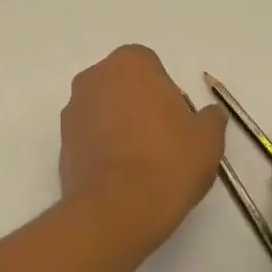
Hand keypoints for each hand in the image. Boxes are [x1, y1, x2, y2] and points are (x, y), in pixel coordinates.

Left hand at [60, 46, 226, 248]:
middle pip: (122, 86)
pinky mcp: (61, 143)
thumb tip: (210, 115)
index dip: (166, 93)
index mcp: (130, 63)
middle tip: (160, 139)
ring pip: (102, 111)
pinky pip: (88, 137)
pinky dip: (102, 148)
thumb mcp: (208, 138)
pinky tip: (120, 175)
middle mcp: (94, 78)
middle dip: (138, 105)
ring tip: (140, 162)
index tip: (177, 121)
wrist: (119, 207)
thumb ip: (210, 119)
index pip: (151, 67)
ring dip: (118, 126)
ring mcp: (72, 110)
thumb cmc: (169, 161)